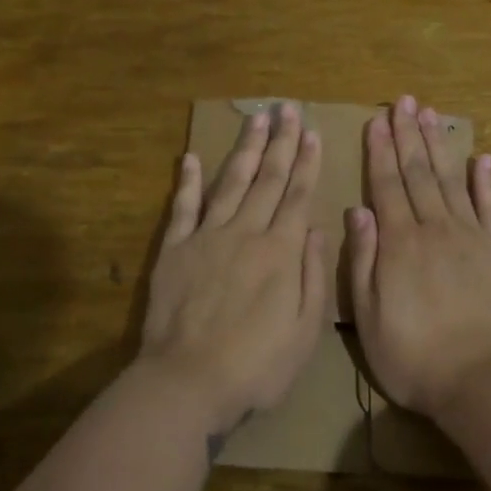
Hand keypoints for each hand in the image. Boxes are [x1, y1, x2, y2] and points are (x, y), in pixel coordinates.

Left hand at [141, 103, 327, 437]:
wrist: (187, 382)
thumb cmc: (255, 366)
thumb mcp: (304, 331)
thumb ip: (313, 276)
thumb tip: (315, 228)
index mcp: (280, 252)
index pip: (297, 196)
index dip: (305, 162)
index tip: (310, 132)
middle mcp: (246, 233)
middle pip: (266, 179)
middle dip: (279, 142)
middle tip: (285, 108)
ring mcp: (207, 237)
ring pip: (229, 182)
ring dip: (244, 149)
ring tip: (254, 119)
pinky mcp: (175, 249)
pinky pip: (183, 206)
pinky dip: (187, 180)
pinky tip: (190, 156)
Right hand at [346, 94, 490, 415]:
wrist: (480, 380)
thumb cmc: (413, 355)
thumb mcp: (368, 316)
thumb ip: (362, 260)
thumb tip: (357, 211)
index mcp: (399, 242)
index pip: (386, 184)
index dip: (380, 150)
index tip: (377, 120)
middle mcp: (434, 228)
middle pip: (418, 172)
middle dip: (408, 134)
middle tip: (404, 101)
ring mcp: (470, 236)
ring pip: (450, 180)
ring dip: (438, 146)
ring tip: (431, 114)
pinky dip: (486, 182)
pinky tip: (482, 158)